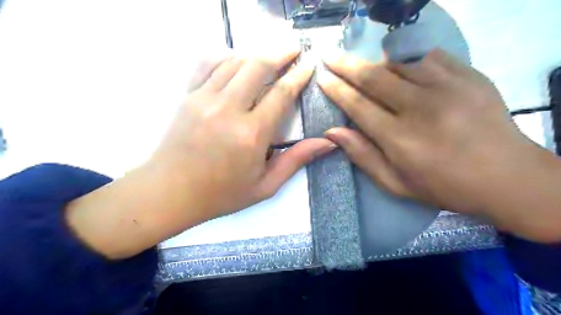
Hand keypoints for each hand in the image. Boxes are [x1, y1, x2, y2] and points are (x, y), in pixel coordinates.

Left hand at [152, 50, 331, 218]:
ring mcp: (204, 99)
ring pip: (234, 61)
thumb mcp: (265, 186)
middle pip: (258, 67)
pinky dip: (225, 56)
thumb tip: (327, 143)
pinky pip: (207, 64)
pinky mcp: (187, 97)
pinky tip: (235, 59)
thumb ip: (295, 161)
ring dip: (255, 54)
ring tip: (269, 54)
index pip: (281, 94)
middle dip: (280, 52)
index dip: (298, 75)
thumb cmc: (221, 194)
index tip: (309, 64)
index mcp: (251, 135)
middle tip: (293, 47)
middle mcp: (229, 110)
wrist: (170, 193)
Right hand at [317, 49, 560, 240]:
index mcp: (399, 138)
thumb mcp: (396, 183)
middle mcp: (419, 107)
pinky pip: (429, 58)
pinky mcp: (469, 76)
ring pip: (399, 64)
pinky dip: (410, 61)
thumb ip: (363, 156)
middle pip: (373, 77)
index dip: (337, 89)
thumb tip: (333, 132)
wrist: (507, 177)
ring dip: (377, 65)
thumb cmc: (443, 185)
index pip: (357, 105)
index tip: (323, 78)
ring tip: (365, 68)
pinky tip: (405, 69)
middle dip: (346, 65)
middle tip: (330, 55)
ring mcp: (447, 87)